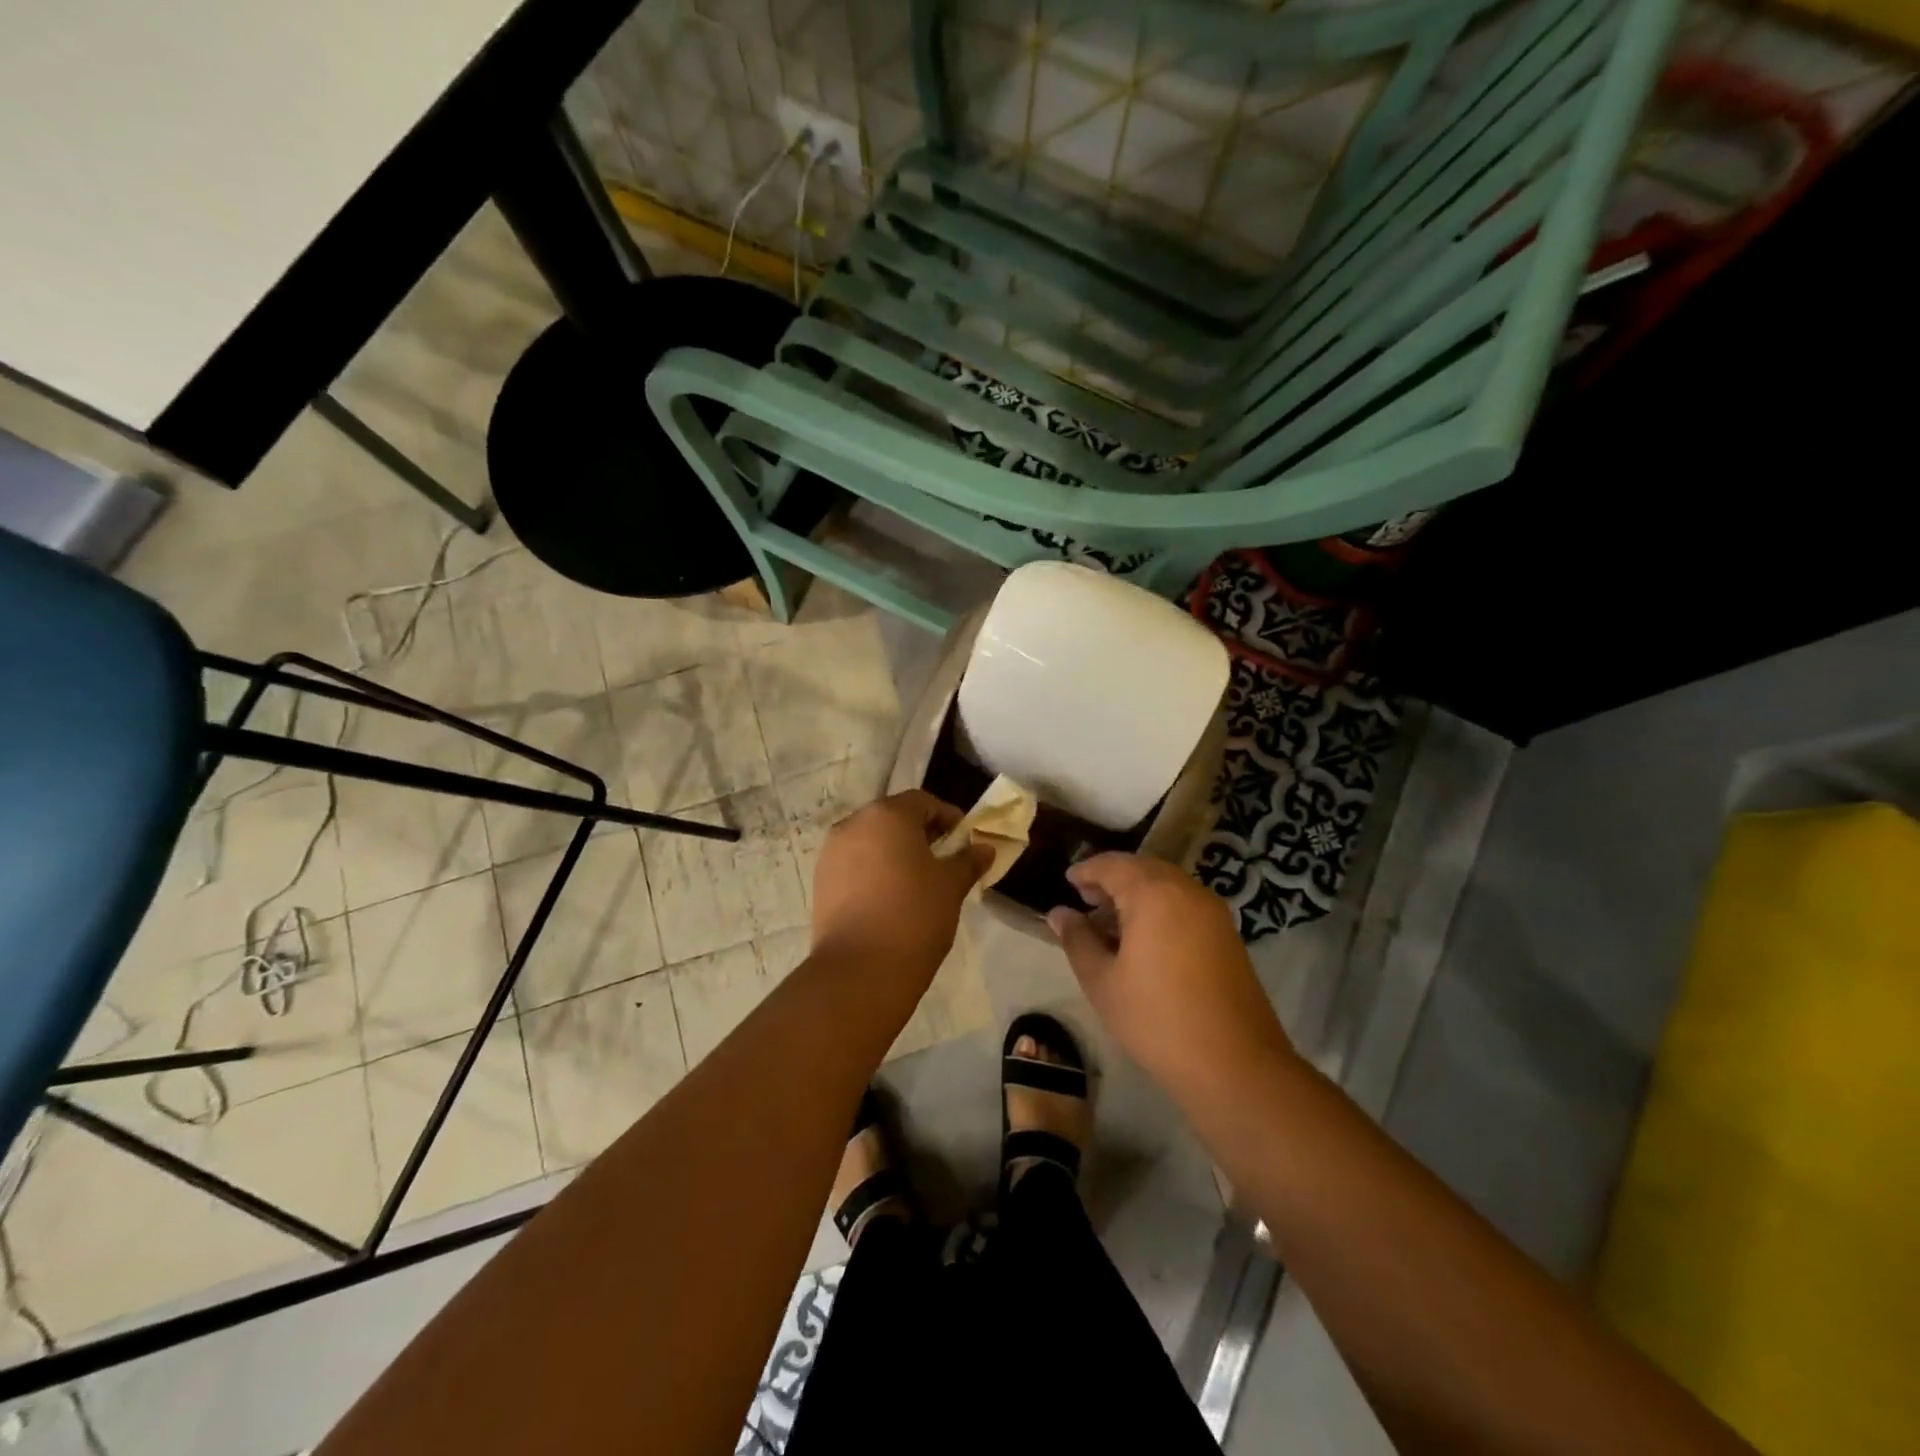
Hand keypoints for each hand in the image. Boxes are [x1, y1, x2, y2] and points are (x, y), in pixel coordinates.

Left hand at [811, 790, 993, 982]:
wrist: (859, 970)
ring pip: (870, 842)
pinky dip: (872, 872)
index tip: (964, 842)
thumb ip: (968, 861)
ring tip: (915, 883)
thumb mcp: (951, 886)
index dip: (947, 817)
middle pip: (893, 818)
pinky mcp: (820, 882)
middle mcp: (853, 824)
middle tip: (942, 862)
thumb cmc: (914, 915)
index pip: (923, 802)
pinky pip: (853, 865)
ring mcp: (831, 853)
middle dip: (919, 835)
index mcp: (887, 814)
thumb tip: (984, 848)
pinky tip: (889, 900)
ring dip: (893, 853)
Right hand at [1048, 854, 1294, 1093]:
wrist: (1236, 1065)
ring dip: (1136, 893)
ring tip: (1110, 923)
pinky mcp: (1227, 934)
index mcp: (1153, 893)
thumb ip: (1078, 940)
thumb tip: (1059, 914)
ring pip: (1166, 885)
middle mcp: (1186, 890)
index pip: (1112, 865)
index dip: (1086, 871)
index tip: (1067, 881)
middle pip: (1142, 869)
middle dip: (1112, 879)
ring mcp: (1212, 911)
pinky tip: (1144, 940)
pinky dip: (1159, 907)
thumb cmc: (1157, 1020)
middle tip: (1085, 900)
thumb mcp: (1103, 982)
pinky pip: (1184, 903)